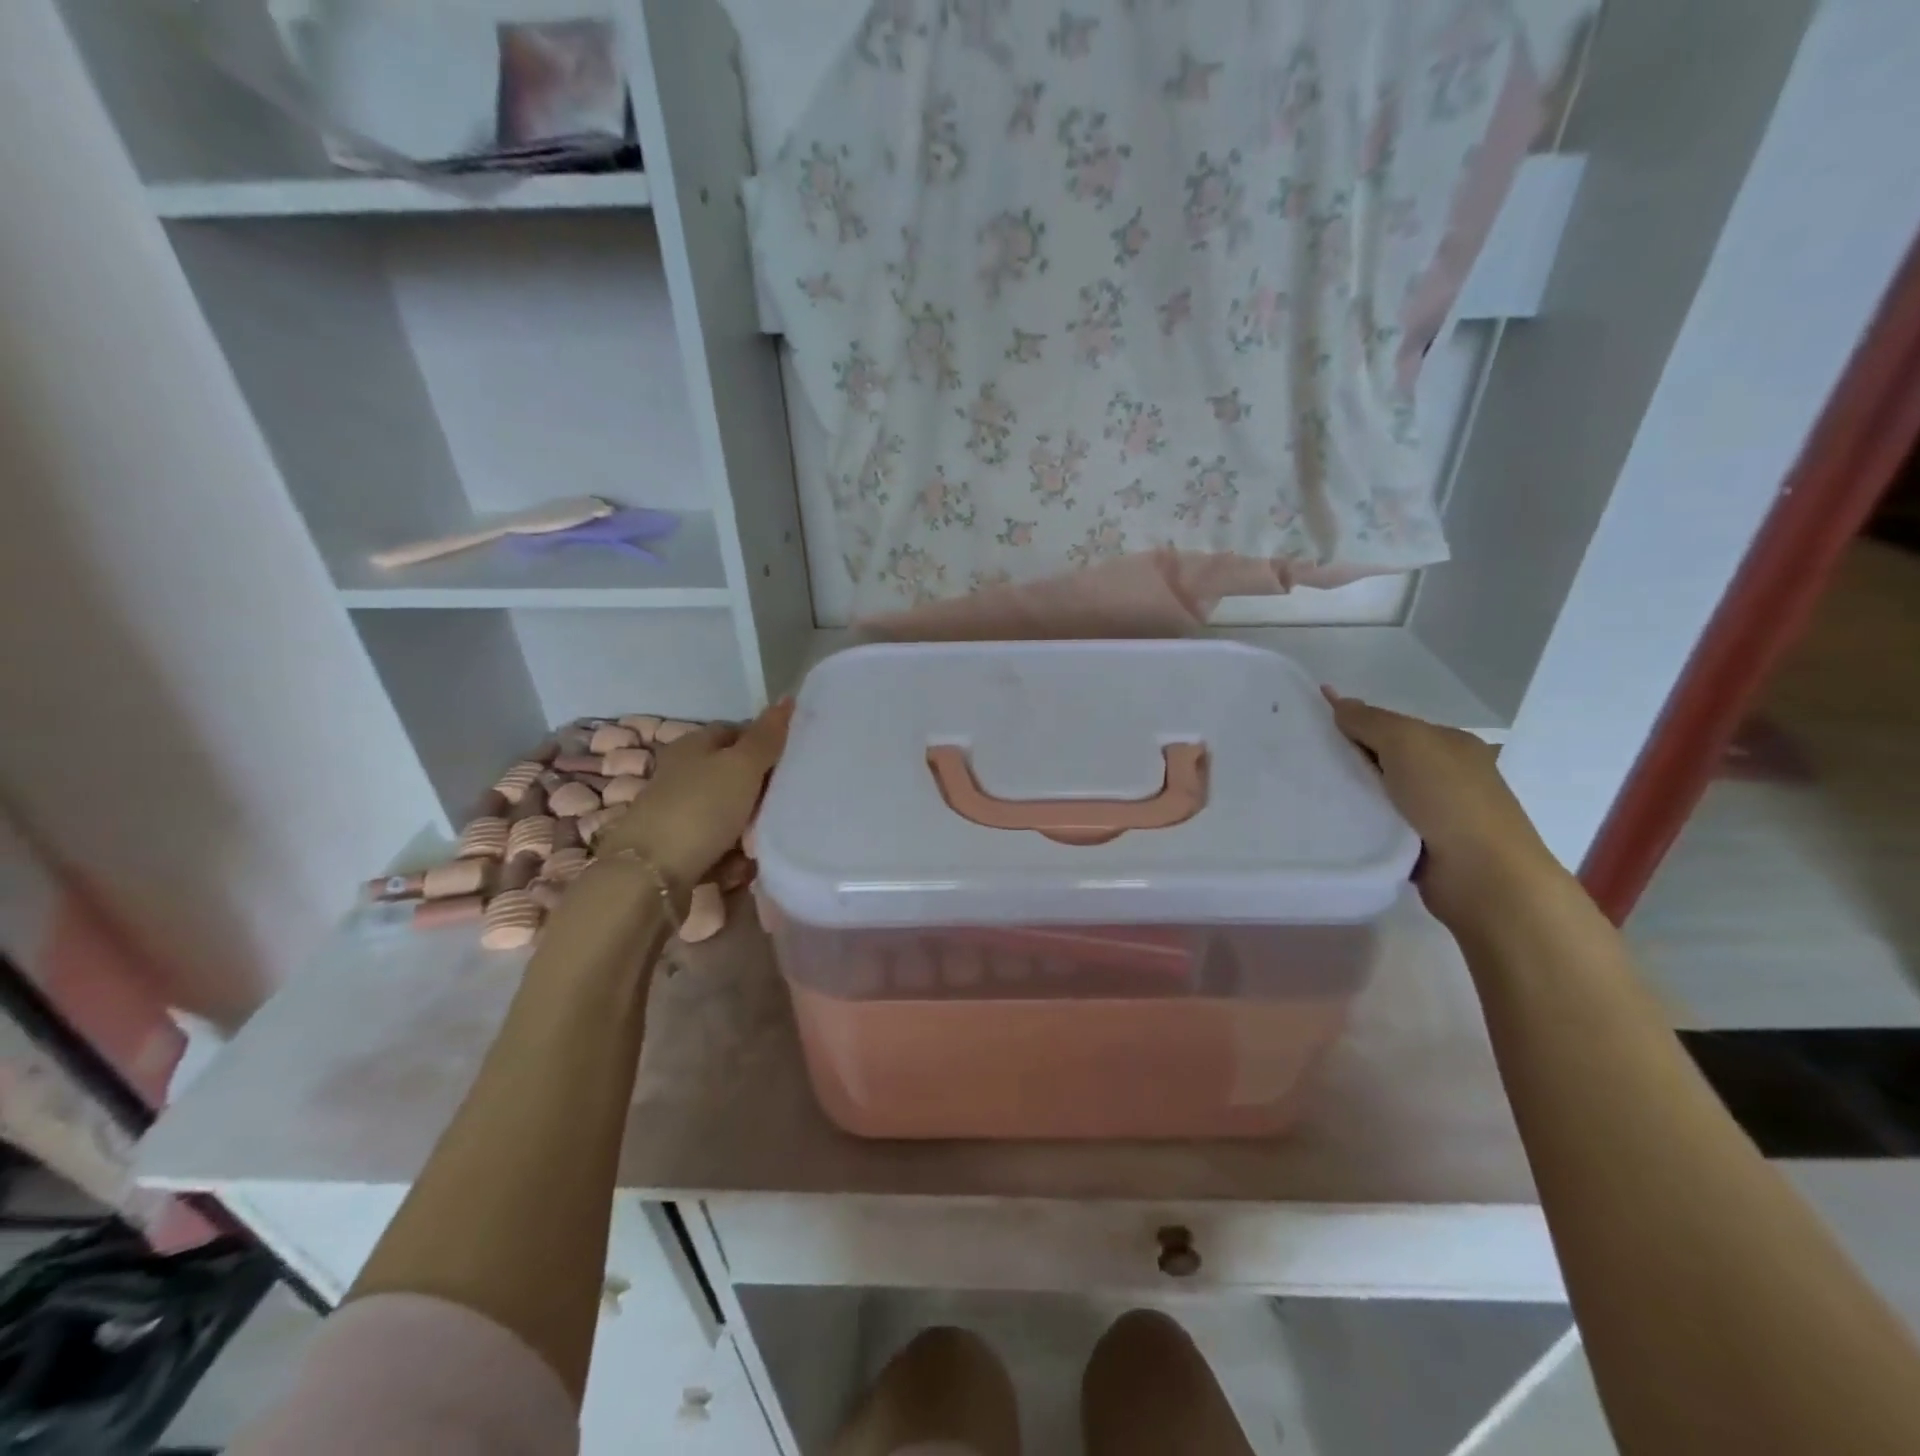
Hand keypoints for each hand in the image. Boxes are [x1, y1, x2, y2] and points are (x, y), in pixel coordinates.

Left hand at [595, 701, 792, 896]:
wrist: (650, 875)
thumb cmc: (700, 809)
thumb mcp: (741, 766)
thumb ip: (766, 737)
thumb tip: (788, 698)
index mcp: (692, 746)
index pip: (735, 732)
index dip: (764, 742)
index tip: (792, 760)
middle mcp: (681, 775)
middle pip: (733, 775)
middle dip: (760, 790)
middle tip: (787, 801)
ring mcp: (678, 813)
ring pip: (728, 813)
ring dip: (749, 827)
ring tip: (768, 838)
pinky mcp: (678, 849)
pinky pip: (717, 846)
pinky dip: (732, 855)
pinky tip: (743, 865)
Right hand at [1323, 689, 1564, 928]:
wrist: (1483, 876)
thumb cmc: (1449, 799)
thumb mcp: (1407, 743)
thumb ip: (1370, 721)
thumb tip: (1337, 699)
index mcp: (1450, 744)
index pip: (1391, 726)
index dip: (1352, 723)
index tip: (1309, 727)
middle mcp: (1446, 775)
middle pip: (1382, 758)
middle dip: (1346, 758)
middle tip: (1300, 760)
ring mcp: (1435, 813)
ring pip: (1377, 794)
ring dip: (1349, 794)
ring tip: (1304, 792)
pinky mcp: (1420, 846)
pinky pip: (1377, 825)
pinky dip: (1358, 822)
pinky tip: (1330, 821)